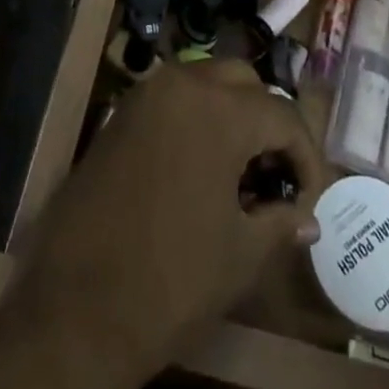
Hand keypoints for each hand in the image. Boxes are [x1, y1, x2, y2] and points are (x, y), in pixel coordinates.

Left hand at [0, 63, 322, 388]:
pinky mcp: (121, 113)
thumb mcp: (239, 255)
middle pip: (243, 82)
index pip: (281, 114)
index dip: (307, 157)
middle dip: (268, 122)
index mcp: (217, 109)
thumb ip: (279, 223)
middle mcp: (181, 83)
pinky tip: (203, 168)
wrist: (75, 306)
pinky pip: (173, 98)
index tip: (312, 198)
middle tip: (278, 176)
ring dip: (232, 114)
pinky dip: (198, 118)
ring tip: (244, 172)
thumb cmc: (170, 279)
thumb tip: (307, 217)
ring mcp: (146, 94)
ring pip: (206, 82)